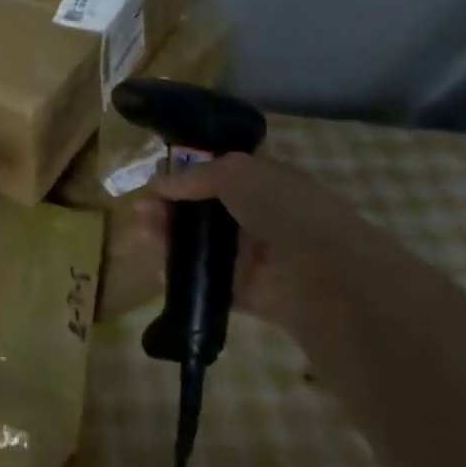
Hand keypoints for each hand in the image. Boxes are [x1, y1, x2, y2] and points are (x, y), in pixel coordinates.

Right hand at [128, 151, 385, 331]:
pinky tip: (161, 268)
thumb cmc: (282, 208)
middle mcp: (262, 217)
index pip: (219, 174)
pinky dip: (187, 277)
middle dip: (171, 209)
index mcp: (265, 182)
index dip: (185, 176)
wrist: (324, 273)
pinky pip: (212, 282)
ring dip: (172, 239)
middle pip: (205, 211)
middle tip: (140, 212)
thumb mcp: (234, 172)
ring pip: (204, 246)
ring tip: (142, 235)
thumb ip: (194, 176)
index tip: (155, 182)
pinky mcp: (252, 293)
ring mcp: (258, 257)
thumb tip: (158, 183)